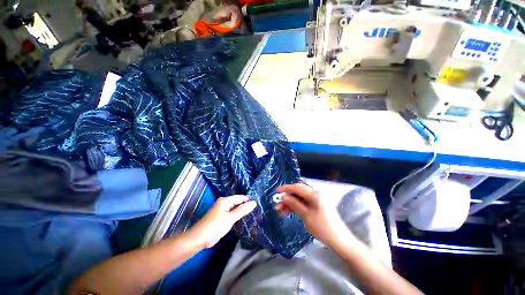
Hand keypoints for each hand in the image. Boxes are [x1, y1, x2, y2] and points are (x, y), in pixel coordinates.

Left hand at [187, 195, 255, 248]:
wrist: (199, 239)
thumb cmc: (215, 226)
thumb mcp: (230, 218)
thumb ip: (242, 210)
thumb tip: (254, 202)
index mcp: (225, 200)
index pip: (240, 197)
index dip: (248, 200)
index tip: (258, 204)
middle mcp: (224, 204)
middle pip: (237, 203)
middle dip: (246, 206)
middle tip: (257, 210)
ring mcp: (223, 211)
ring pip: (235, 210)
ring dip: (242, 212)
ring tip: (254, 214)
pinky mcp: (222, 219)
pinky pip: (232, 215)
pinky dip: (238, 217)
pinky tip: (244, 220)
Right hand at [276, 183, 352, 246]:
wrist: (339, 240)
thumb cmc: (323, 228)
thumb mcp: (306, 216)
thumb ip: (294, 204)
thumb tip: (283, 196)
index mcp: (314, 194)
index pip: (297, 187)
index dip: (286, 188)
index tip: (276, 191)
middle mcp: (315, 193)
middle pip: (298, 192)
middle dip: (287, 197)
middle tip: (277, 204)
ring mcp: (316, 199)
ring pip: (299, 198)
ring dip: (290, 203)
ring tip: (280, 211)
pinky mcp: (316, 205)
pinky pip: (303, 203)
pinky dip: (296, 206)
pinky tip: (288, 212)